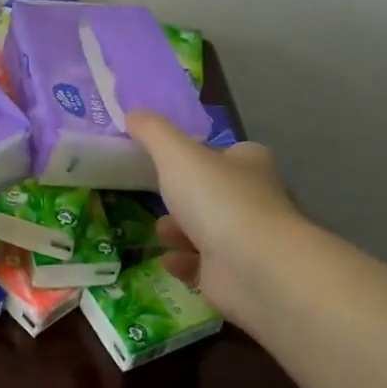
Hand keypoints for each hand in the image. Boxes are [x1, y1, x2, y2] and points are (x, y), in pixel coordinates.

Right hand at [125, 110, 302, 315]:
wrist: (254, 267)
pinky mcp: (236, 275)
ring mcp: (247, 240)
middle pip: (215, 193)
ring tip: (160, 231)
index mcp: (249, 163)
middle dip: (185, 197)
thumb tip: (132, 112)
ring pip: (208, 230)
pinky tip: (167, 260)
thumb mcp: (176, 154)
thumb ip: (152, 132)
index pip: (226, 153)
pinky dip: (184, 262)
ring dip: (180, 230)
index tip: (169, 161)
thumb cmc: (218, 200)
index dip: (199, 155)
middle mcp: (254, 199)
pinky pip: (204, 266)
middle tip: (158, 196)